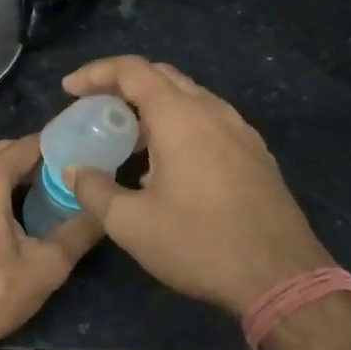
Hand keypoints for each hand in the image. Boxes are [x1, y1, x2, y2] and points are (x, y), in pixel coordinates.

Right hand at [62, 55, 332, 317]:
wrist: (282, 278)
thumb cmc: (199, 244)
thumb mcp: (131, 223)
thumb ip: (94, 190)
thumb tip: (73, 170)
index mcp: (180, 117)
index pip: (132, 70)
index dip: (95, 73)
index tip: (68, 90)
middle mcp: (213, 112)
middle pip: (162, 77)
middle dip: (122, 85)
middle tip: (94, 109)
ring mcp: (240, 132)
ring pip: (189, 99)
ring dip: (152, 106)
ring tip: (126, 136)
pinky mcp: (255, 155)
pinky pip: (209, 122)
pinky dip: (178, 124)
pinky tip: (166, 162)